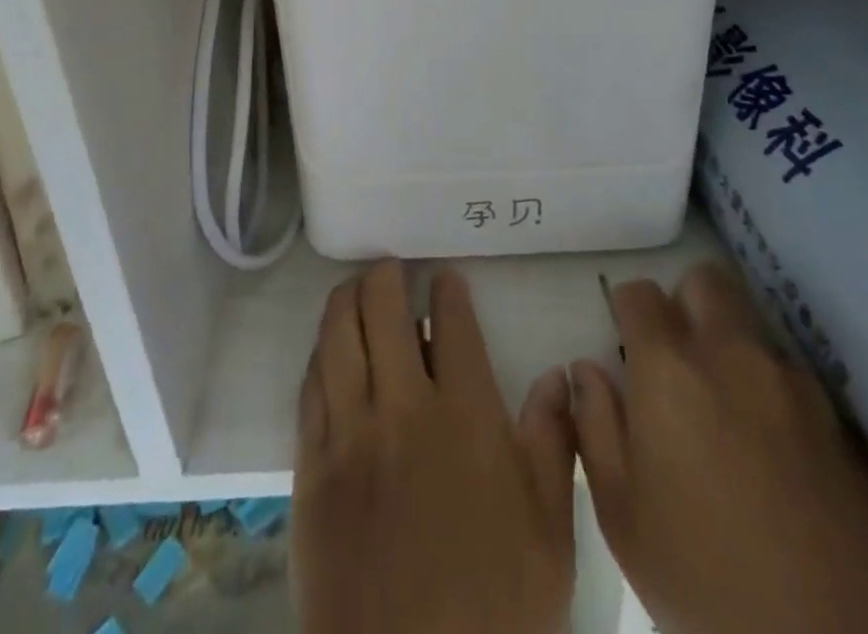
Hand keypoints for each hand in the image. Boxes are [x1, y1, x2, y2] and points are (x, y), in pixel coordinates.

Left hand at [293, 260, 576, 633]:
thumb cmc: (496, 609)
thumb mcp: (551, 535)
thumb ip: (555, 445)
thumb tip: (557, 376)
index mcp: (466, 416)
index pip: (452, 326)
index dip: (447, 292)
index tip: (444, 277)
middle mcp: (403, 409)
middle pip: (384, 311)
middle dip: (387, 277)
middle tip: (391, 267)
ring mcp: (351, 434)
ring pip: (339, 337)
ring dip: (346, 300)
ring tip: (356, 288)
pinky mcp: (311, 467)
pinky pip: (310, 388)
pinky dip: (320, 354)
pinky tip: (327, 348)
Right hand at [572, 262, 867, 633]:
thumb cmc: (705, 578)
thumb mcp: (622, 514)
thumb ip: (595, 426)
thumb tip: (586, 370)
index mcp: (670, 368)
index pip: (639, 292)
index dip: (626, 310)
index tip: (626, 344)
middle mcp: (731, 353)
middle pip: (704, 280)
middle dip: (684, 303)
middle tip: (676, 358)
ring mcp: (789, 380)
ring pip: (749, 323)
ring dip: (729, 343)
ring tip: (725, 405)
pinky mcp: (835, 416)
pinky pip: (788, 371)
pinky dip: (769, 385)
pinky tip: (770, 444)